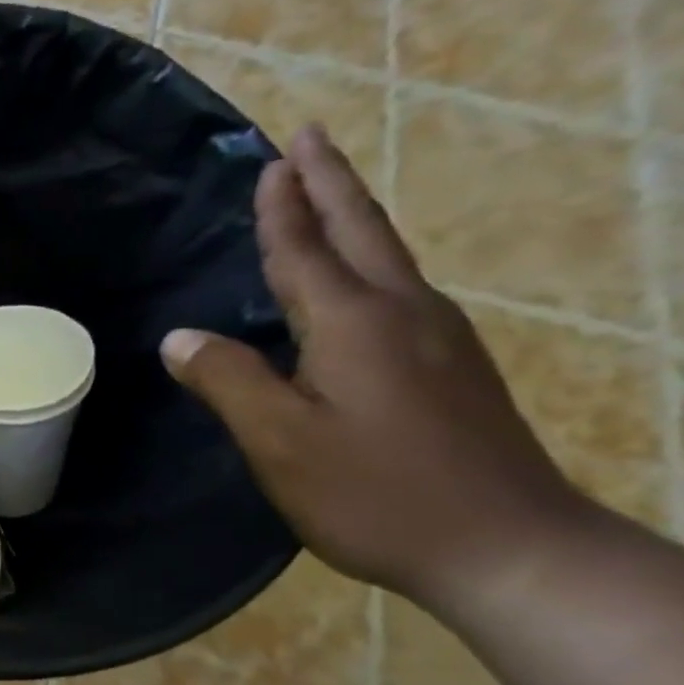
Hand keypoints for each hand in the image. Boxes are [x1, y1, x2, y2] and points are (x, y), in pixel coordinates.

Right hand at [161, 124, 586, 609]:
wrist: (504, 546)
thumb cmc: (374, 491)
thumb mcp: (279, 441)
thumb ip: (227, 381)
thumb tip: (179, 338)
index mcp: (353, 323)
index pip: (306, 249)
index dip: (283, 208)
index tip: (271, 160)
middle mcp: (403, 313)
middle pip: (361, 232)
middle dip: (331, 182)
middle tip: (308, 138)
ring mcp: (439, 338)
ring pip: (387, 258)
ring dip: (352, 217)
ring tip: (326, 195)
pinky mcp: (452, 367)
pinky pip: (398, 290)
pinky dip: (368, 262)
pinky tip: (358, 281)